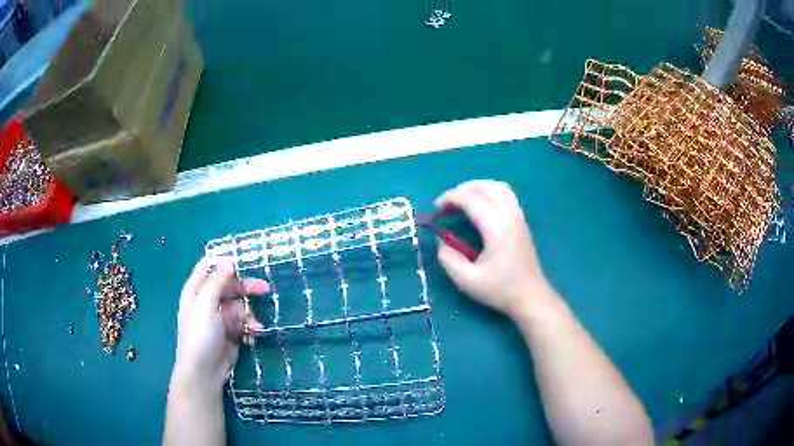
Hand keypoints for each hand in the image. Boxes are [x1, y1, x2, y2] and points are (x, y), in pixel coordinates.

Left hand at [172, 258, 269, 389]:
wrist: (204, 372)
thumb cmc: (200, 335)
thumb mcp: (206, 304)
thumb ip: (217, 281)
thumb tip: (229, 261)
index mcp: (196, 290)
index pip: (208, 266)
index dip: (224, 262)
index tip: (243, 262)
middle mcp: (207, 301)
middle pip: (228, 285)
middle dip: (245, 287)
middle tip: (264, 288)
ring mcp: (220, 317)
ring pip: (238, 304)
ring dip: (248, 311)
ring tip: (253, 323)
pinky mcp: (230, 332)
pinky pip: (243, 321)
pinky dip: (250, 324)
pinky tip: (255, 331)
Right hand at [435, 180, 550, 316]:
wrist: (530, 296)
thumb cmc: (500, 289)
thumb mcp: (467, 280)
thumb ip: (448, 259)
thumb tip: (441, 241)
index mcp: (496, 226)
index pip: (470, 198)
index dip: (449, 199)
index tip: (435, 212)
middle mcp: (508, 214)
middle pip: (484, 186)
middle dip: (460, 190)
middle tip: (445, 206)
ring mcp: (518, 216)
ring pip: (497, 186)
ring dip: (476, 188)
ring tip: (461, 201)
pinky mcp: (521, 221)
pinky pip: (505, 194)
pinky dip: (489, 192)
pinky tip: (480, 207)